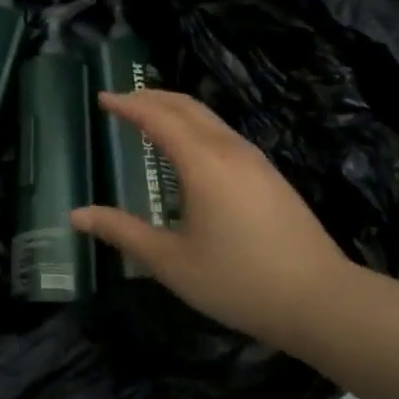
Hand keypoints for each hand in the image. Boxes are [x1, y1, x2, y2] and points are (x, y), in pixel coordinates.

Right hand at [71, 90, 358, 349]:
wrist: (321, 301)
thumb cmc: (238, 281)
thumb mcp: (170, 261)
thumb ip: (122, 232)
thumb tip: (76, 215)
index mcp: (203, 163)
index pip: (158, 117)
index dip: (128, 105)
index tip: (102, 98)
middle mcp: (230, 150)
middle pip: (187, 106)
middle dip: (151, 97)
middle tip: (121, 100)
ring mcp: (255, 161)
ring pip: (209, 118)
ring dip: (176, 109)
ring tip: (150, 118)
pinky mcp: (270, 176)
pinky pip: (224, 134)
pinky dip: (195, 126)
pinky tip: (189, 150)